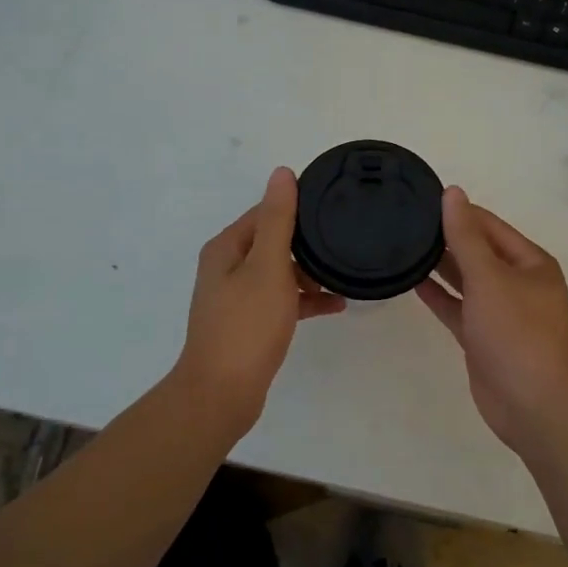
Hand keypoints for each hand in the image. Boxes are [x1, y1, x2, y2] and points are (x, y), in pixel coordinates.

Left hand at [171, 167, 345, 429]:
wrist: (222, 393)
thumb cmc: (247, 325)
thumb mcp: (268, 266)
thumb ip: (278, 220)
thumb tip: (282, 173)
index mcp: (227, 248)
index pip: (265, 212)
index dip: (297, 208)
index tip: (332, 207)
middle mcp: (227, 267)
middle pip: (273, 241)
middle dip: (307, 243)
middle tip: (345, 240)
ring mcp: (236, 297)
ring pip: (279, 272)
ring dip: (309, 273)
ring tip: (345, 274)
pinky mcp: (248, 323)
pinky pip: (281, 300)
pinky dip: (304, 299)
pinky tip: (336, 305)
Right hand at [416, 187, 567, 451]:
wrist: (536, 407)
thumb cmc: (518, 334)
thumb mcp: (490, 278)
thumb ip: (466, 236)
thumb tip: (453, 192)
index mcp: (530, 262)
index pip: (489, 225)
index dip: (458, 211)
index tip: (420, 199)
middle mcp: (518, 283)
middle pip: (478, 251)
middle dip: (447, 237)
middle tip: (404, 221)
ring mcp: (501, 312)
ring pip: (467, 280)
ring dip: (441, 265)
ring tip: (403, 245)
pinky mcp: (484, 339)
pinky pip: (459, 308)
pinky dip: (440, 296)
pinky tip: (413, 282)